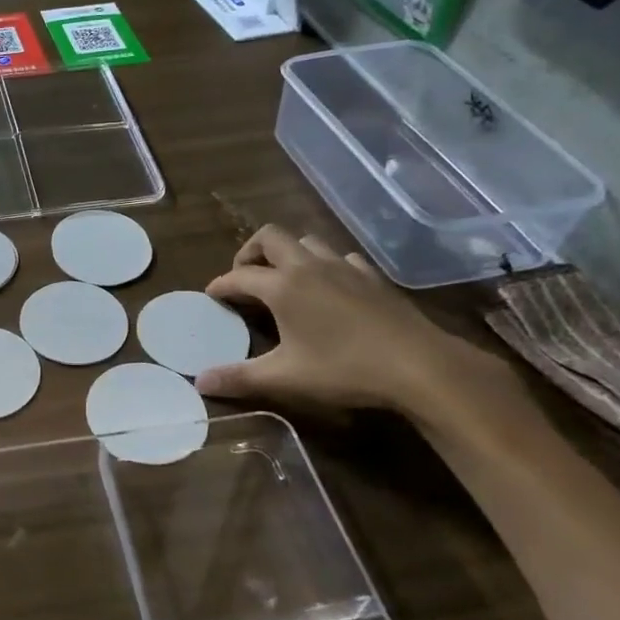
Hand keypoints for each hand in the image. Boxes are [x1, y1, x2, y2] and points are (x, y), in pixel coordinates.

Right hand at [197, 227, 510, 418]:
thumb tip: (199, 382)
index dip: (220, 285)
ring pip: (307, 241)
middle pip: (270, 237)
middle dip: (250, 251)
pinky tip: (330, 287)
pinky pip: (341, 257)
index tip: (210, 295)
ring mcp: (344, 268)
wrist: (420, 366)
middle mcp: (309, 266)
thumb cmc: (344, 369)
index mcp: (282, 286)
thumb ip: (240, 378)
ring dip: (288, 253)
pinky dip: (326, 264)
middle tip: (245, 277)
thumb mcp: (285, 378)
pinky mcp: (372, 277)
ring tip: (283, 278)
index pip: (239, 276)